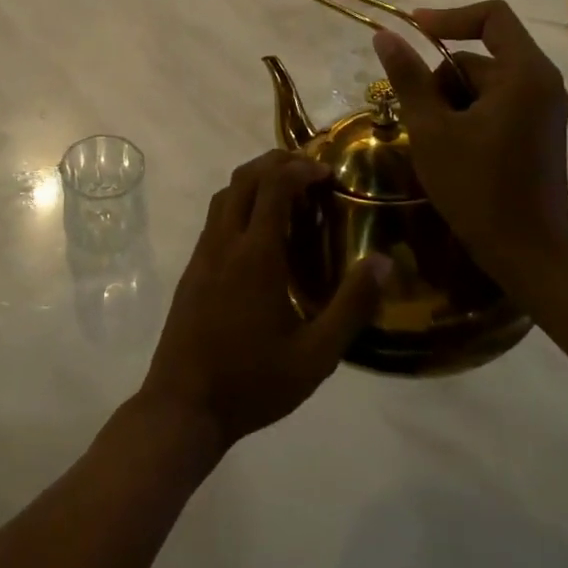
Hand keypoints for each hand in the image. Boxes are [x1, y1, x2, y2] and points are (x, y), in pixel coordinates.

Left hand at [137, 151, 387, 455]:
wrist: (184, 405)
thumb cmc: (253, 382)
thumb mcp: (316, 355)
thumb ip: (351, 306)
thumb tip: (384, 262)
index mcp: (255, 255)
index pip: (274, 185)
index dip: (300, 168)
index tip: (328, 171)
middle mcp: (224, 242)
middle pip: (245, 178)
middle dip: (277, 162)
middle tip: (310, 170)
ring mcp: (203, 253)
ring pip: (225, 193)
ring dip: (255, 179)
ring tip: (288, 192)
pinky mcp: (192, 268)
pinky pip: (216, 217)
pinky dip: (240, 202)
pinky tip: (261, 231)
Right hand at [371, 0, 567, 284]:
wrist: (528, 254)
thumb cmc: (477, 188)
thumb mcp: (430, 130)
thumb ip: (407, 77)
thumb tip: (385, 35)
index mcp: (524, 74)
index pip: (492, 16)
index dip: (449, 16)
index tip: (412, 31)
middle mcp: (542, 83)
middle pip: (480, 56)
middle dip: (442, 79)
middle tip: (419, 118)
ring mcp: (543, 109)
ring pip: (483, 83)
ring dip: (451, 101)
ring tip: (435, 141)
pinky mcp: (538, 131)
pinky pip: (495, 103)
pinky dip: (468, 115)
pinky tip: (453, 149)